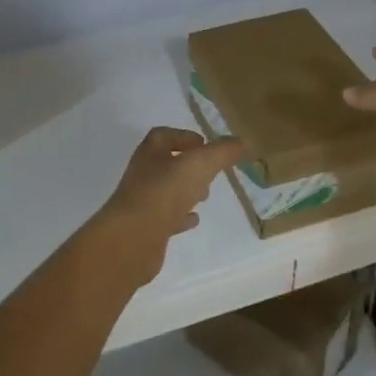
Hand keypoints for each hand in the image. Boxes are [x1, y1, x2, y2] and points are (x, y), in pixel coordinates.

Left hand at [97, 127, 244, 245]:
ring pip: (166, 192)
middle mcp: (143, 175)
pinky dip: (181, 217)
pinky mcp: (146, 230)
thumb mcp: (200, 165)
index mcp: (150, 154)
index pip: (163, 136)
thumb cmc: (165, 192)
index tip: (205, 144)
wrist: (133, 239)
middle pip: (166, 164)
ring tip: (205, 196)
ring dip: (185, 191)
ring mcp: (142, 204)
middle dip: (188, 166)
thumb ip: (221, 152)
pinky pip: (165, 219)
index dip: (183, 137)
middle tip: (210, 172)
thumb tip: (241, 141)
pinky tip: (194, 220)